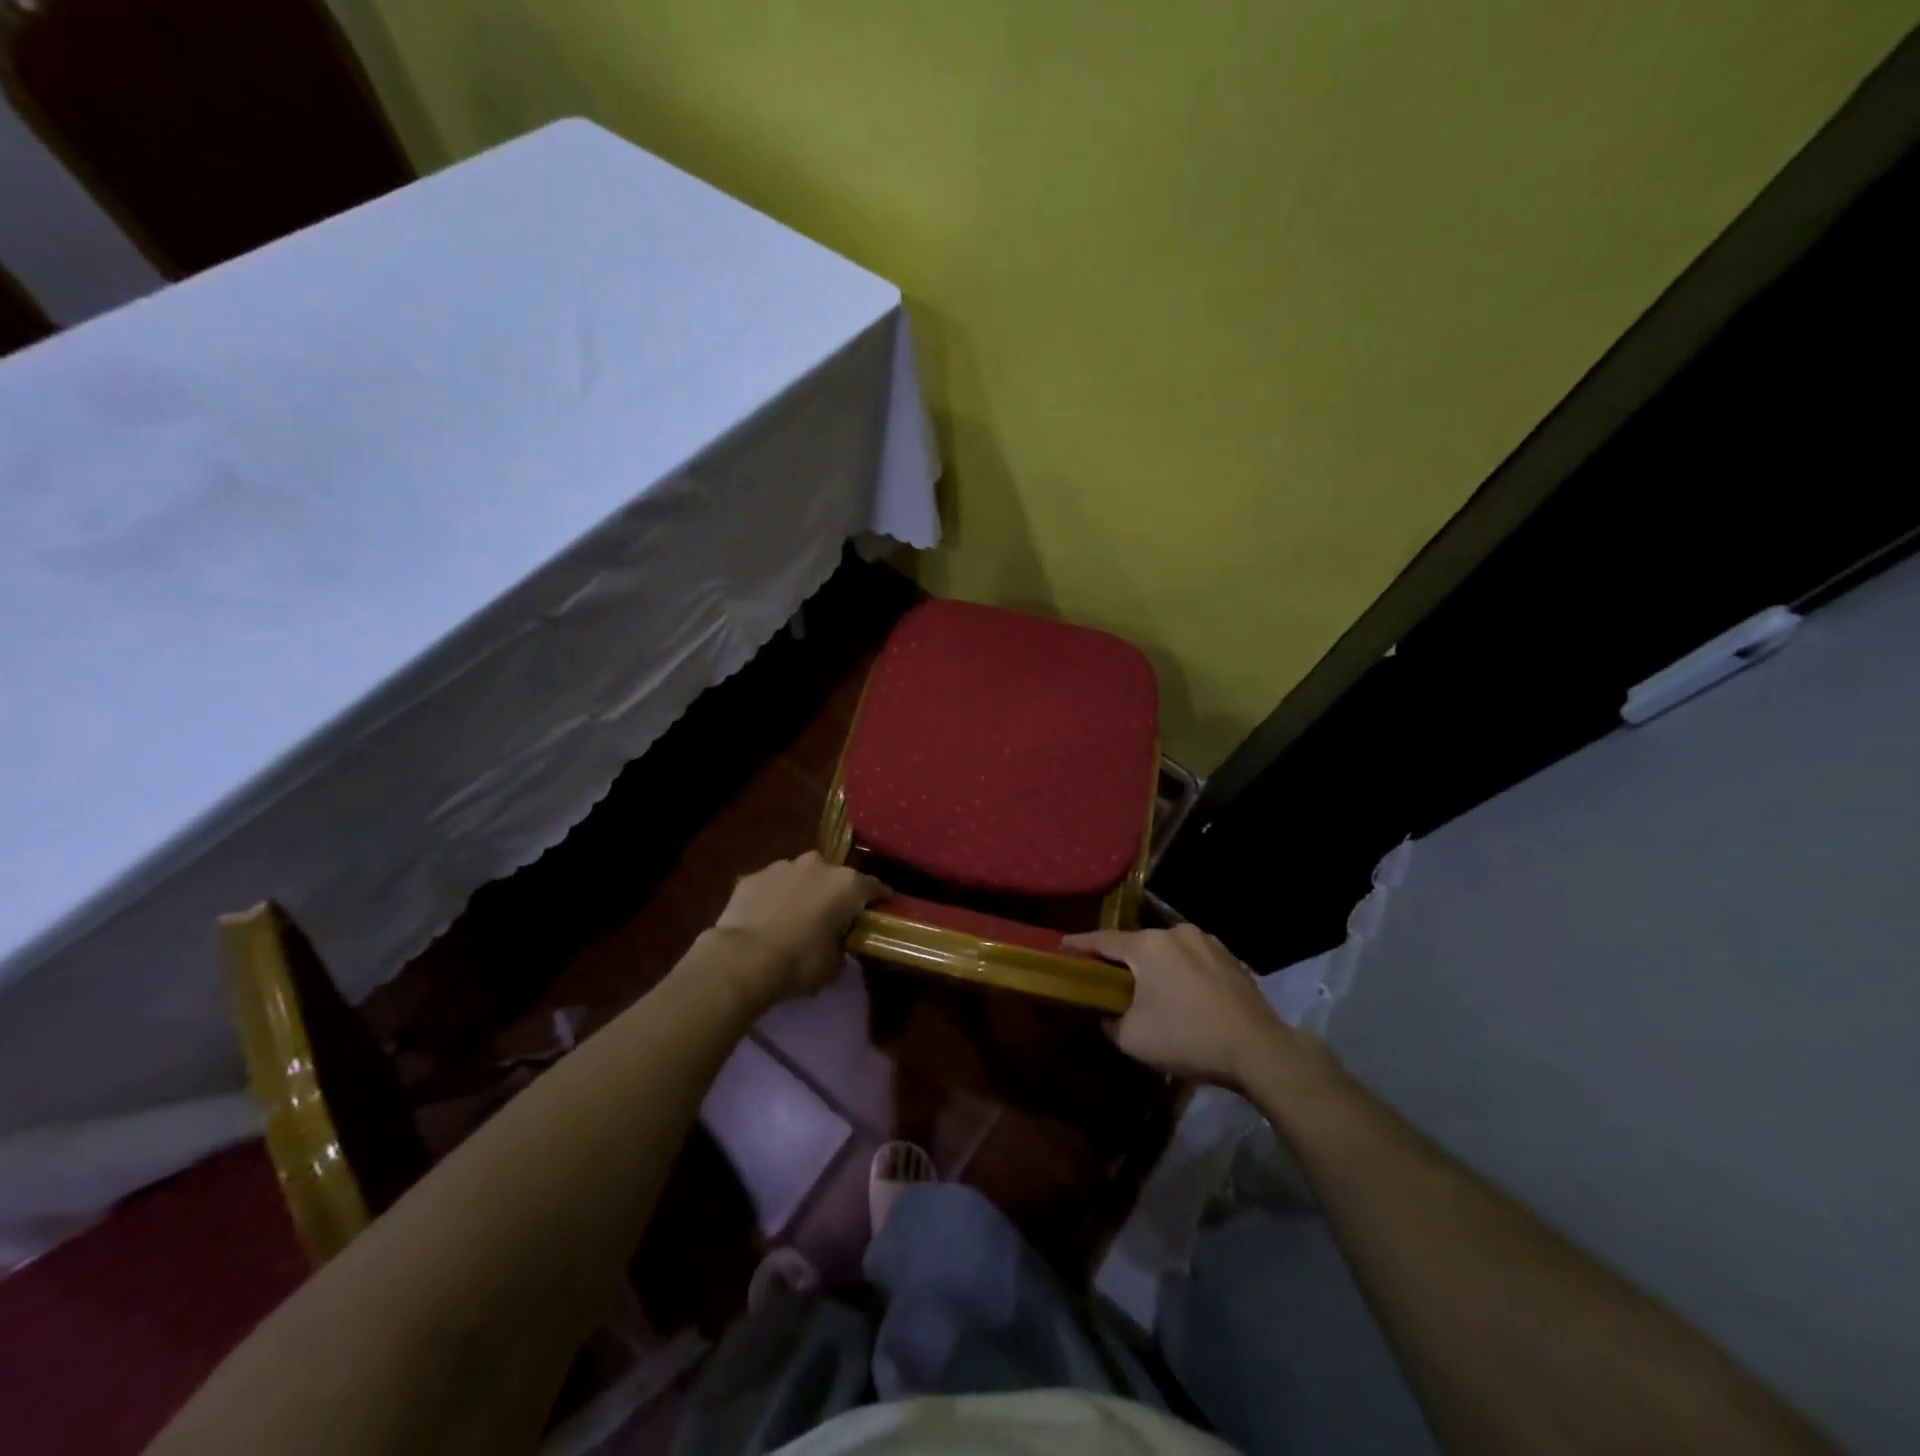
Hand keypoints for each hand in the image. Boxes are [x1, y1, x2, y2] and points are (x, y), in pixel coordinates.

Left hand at [711, 852, 885, 1003]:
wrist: (743, 958)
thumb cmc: (799, 962)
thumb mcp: (835, 964)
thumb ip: (843, 946)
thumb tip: (839, 944)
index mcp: (847, 884)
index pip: (875, 887)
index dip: (880, 899)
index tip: (881, 909)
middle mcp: (819, 865)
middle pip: (836, 877)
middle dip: (836, 893)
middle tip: (832, 916)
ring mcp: (784, 866)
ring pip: (802, 876)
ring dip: (804, 891)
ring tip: (796, 917)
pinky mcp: (754, 875)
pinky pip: (773, 884)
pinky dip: (775, 896)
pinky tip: (768, 918)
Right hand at [1064, 923, 1337, 1093]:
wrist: (1259, 1050)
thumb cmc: (1187, 1038)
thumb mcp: (1132, 1038)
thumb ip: (1108, 1021)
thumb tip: (1106, 1014)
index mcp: (1148, 944)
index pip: (1102, 940)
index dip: (1078, 945)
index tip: (1060, 946)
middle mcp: (1176, 932)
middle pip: (1137, 944)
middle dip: (1121, 960)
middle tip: (1107, 978)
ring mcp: (1207, 942)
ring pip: (1167, 951)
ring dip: (1154, 967)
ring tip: (1149, 990)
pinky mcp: (1230, 959)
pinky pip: (1192, 961)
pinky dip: (1180, 973)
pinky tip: (1183, 996)